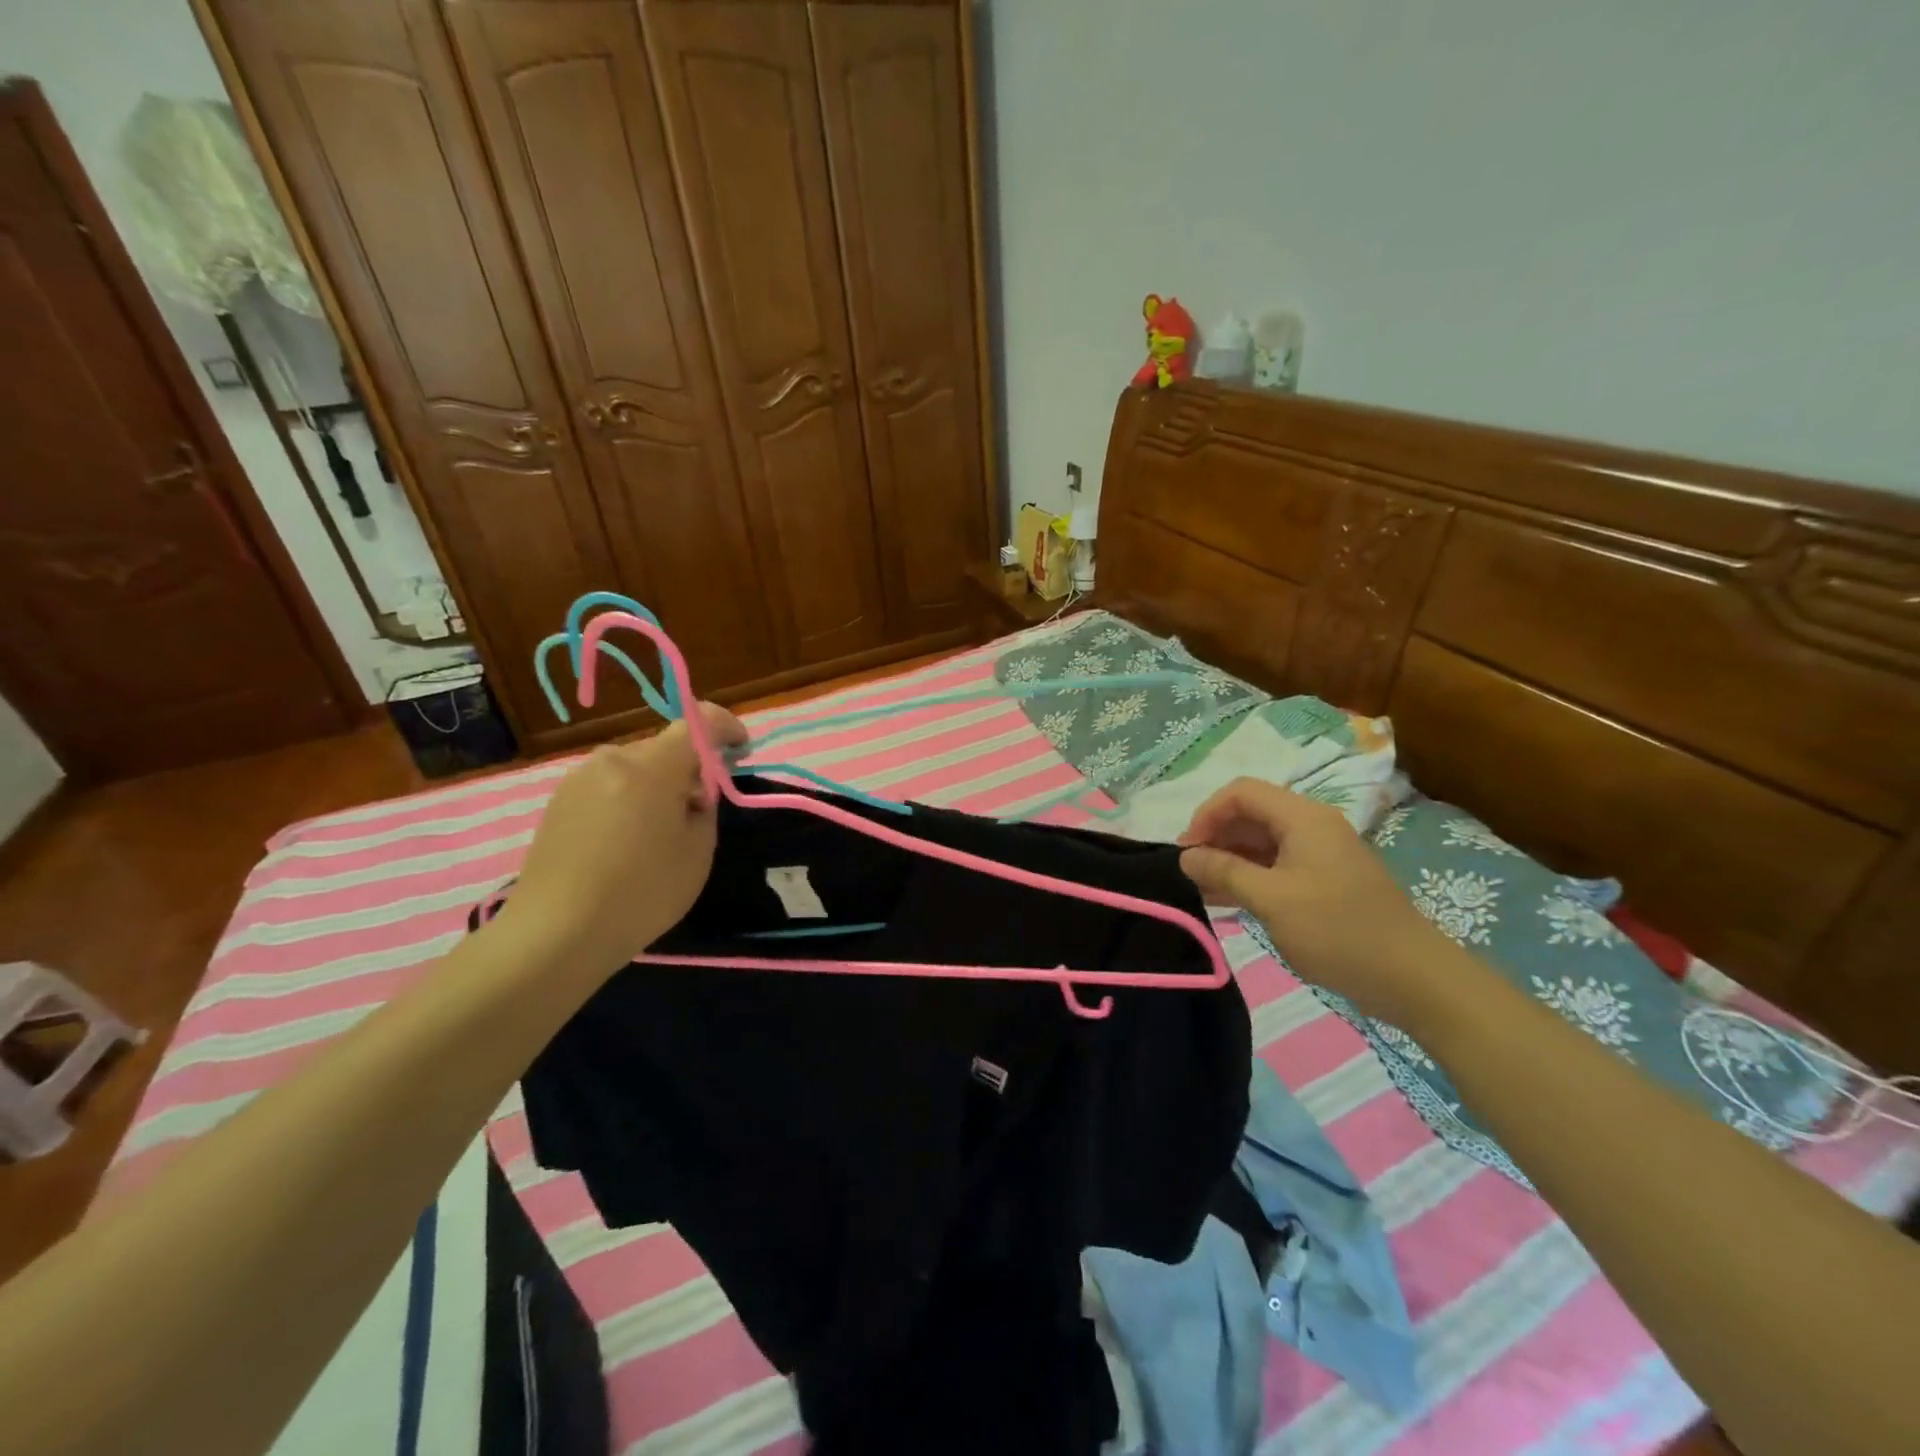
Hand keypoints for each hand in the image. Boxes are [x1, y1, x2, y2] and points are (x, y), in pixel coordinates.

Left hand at [498, 703, 747, 983]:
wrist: (555, 933)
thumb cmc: (641, 893)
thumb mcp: (698, 852)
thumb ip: (705, 807)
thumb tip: (694, 792)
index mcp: (653, 767)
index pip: (699, 724)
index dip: (727, 728)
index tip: (742, 750)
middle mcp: (613, 759)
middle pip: (664, 748)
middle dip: (689, 767)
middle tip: (701, 809)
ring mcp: (579, 778)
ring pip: (634, 768)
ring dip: (656, 785)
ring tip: (660, 831)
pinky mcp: (559, 801)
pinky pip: (609, 786)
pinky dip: (628, 799)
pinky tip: (626, 842)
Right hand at [1178, 778, 1458, 1025]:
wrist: (1412, 978)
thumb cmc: (1338, 931)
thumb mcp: (1272, 900)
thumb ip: (1225, 872)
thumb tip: (1185, 855)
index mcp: (1303, 818)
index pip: (1241, 792)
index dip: (1207, 814)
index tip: (1186, 850)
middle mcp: (1312, 826)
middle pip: (1251, 814)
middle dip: (1215, 837)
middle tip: (1190, 872)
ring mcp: (1320, 854)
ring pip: (1262, 842)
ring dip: (1229, 860)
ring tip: (1201, 889)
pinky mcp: (1324, 881)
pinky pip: (1276, 866)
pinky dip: (1249, 877)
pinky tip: (1226, 901)